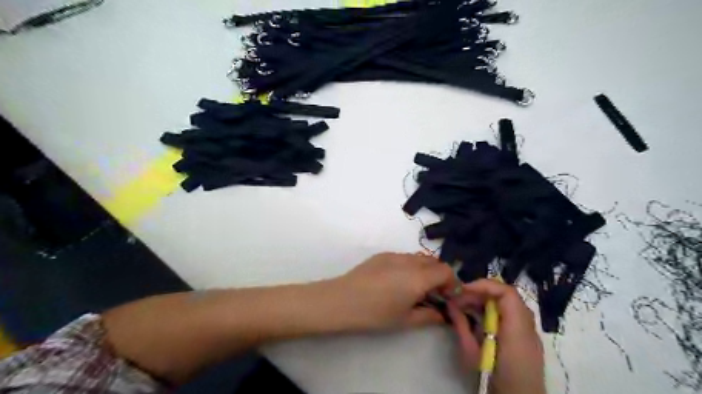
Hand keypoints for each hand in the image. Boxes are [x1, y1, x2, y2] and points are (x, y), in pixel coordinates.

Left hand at [330, 253, 461, 331]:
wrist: (342, 300)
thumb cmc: (375, 314)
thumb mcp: (405, 320)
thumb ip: (429, 316)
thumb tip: (443, 315)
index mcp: (418, 277)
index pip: (446, 271)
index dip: (452, 283)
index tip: (447, 298)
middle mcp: (409, 261)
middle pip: (435, 261)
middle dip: (440, 276)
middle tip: (434, 293)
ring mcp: (394, 255)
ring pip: (419, 257)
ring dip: (425, 270)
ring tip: (416, 287)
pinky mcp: (382, 254)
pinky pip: (405, 257)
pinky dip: (411, 266)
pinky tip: (398, 281)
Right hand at [446, 278, 543, 393]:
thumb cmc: (493, 377)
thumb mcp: (472, 353)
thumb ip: (462, 325)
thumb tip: (450, 303)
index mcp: (517, 328)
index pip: (506, 292)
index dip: (484, 285)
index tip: (463, 290)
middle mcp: (526, 324)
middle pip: (504, 295)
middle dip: (479, 293)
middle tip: (458, 299)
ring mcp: (528, 330)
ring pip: (505, 303)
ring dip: (483, 301)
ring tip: (463, 307)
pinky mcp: (524, 336)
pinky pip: (507, 314)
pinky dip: (490, 311)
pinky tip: (475, 317)